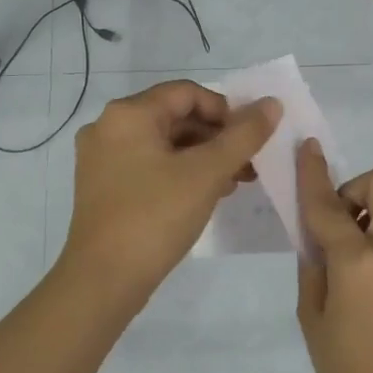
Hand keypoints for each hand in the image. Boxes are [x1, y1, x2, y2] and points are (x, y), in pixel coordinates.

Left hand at [62, 80, 280, 300]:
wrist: (103, 280)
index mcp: (128, 114)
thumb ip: (243, 136)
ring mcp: (102, 159)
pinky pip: (150, 166)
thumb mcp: (207, 173)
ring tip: (236, 182)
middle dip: (217, 138)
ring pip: (164, 144)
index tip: (251, 139)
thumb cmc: (155, 217)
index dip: (226, 110)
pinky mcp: (104, 187)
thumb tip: (271, 104)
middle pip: (175, 117)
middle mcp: (109, 127)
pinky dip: (180, 173)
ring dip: (203, 157)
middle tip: (249, 164)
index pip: (187, 93)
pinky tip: (207, 195)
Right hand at [295, 139, 372, 372]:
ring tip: (348, 259)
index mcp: (359, 262)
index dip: (312, 174)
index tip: (306, 147)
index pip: (329, 204)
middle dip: (356, 189)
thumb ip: (313, 266)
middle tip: (336, 225)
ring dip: (369, 214)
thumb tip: (316, 237)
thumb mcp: (313, 319)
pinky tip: (368, 279)